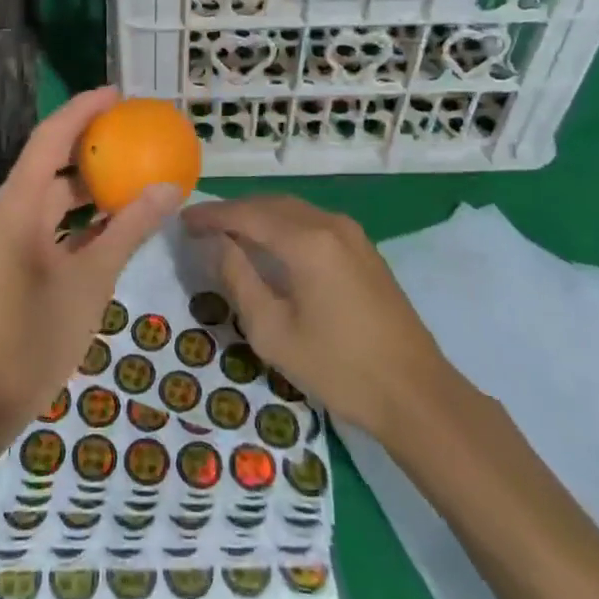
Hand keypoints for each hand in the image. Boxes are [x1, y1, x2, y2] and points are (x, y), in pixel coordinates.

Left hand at [0, 88, 181, 442]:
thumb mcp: (92, 279)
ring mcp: (12, 236)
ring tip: (135, 170)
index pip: (51, 136)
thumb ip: (130, 229)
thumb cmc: (34, 335)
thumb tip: (170, 187)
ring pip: (55, 193)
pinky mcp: (17, 259)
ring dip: (91, 181)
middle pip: (52, 159)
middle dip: (92, 142)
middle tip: (137, 131)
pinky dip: (84, 215)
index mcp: (20, 203)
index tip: (120, 94)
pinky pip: (54, 221)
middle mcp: (12, 209)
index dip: (83, 109)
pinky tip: (118, 220)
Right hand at [181, 196, 454, 440]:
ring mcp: (351, 234)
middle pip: (269, 204)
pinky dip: (282, 224)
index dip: (211, 215)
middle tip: (200, 227)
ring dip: (258, 216)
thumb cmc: (338, 367)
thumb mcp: (272, 331)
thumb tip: (215, 243)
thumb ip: (238, 278)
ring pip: (292, 209)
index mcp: (305, 240)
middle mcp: (329, 224)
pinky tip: (270, 244)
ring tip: (228, 233)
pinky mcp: (363, 249)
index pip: (246, 214)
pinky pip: (312, 222)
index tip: (183, 221)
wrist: (416, 394)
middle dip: (233, 212)